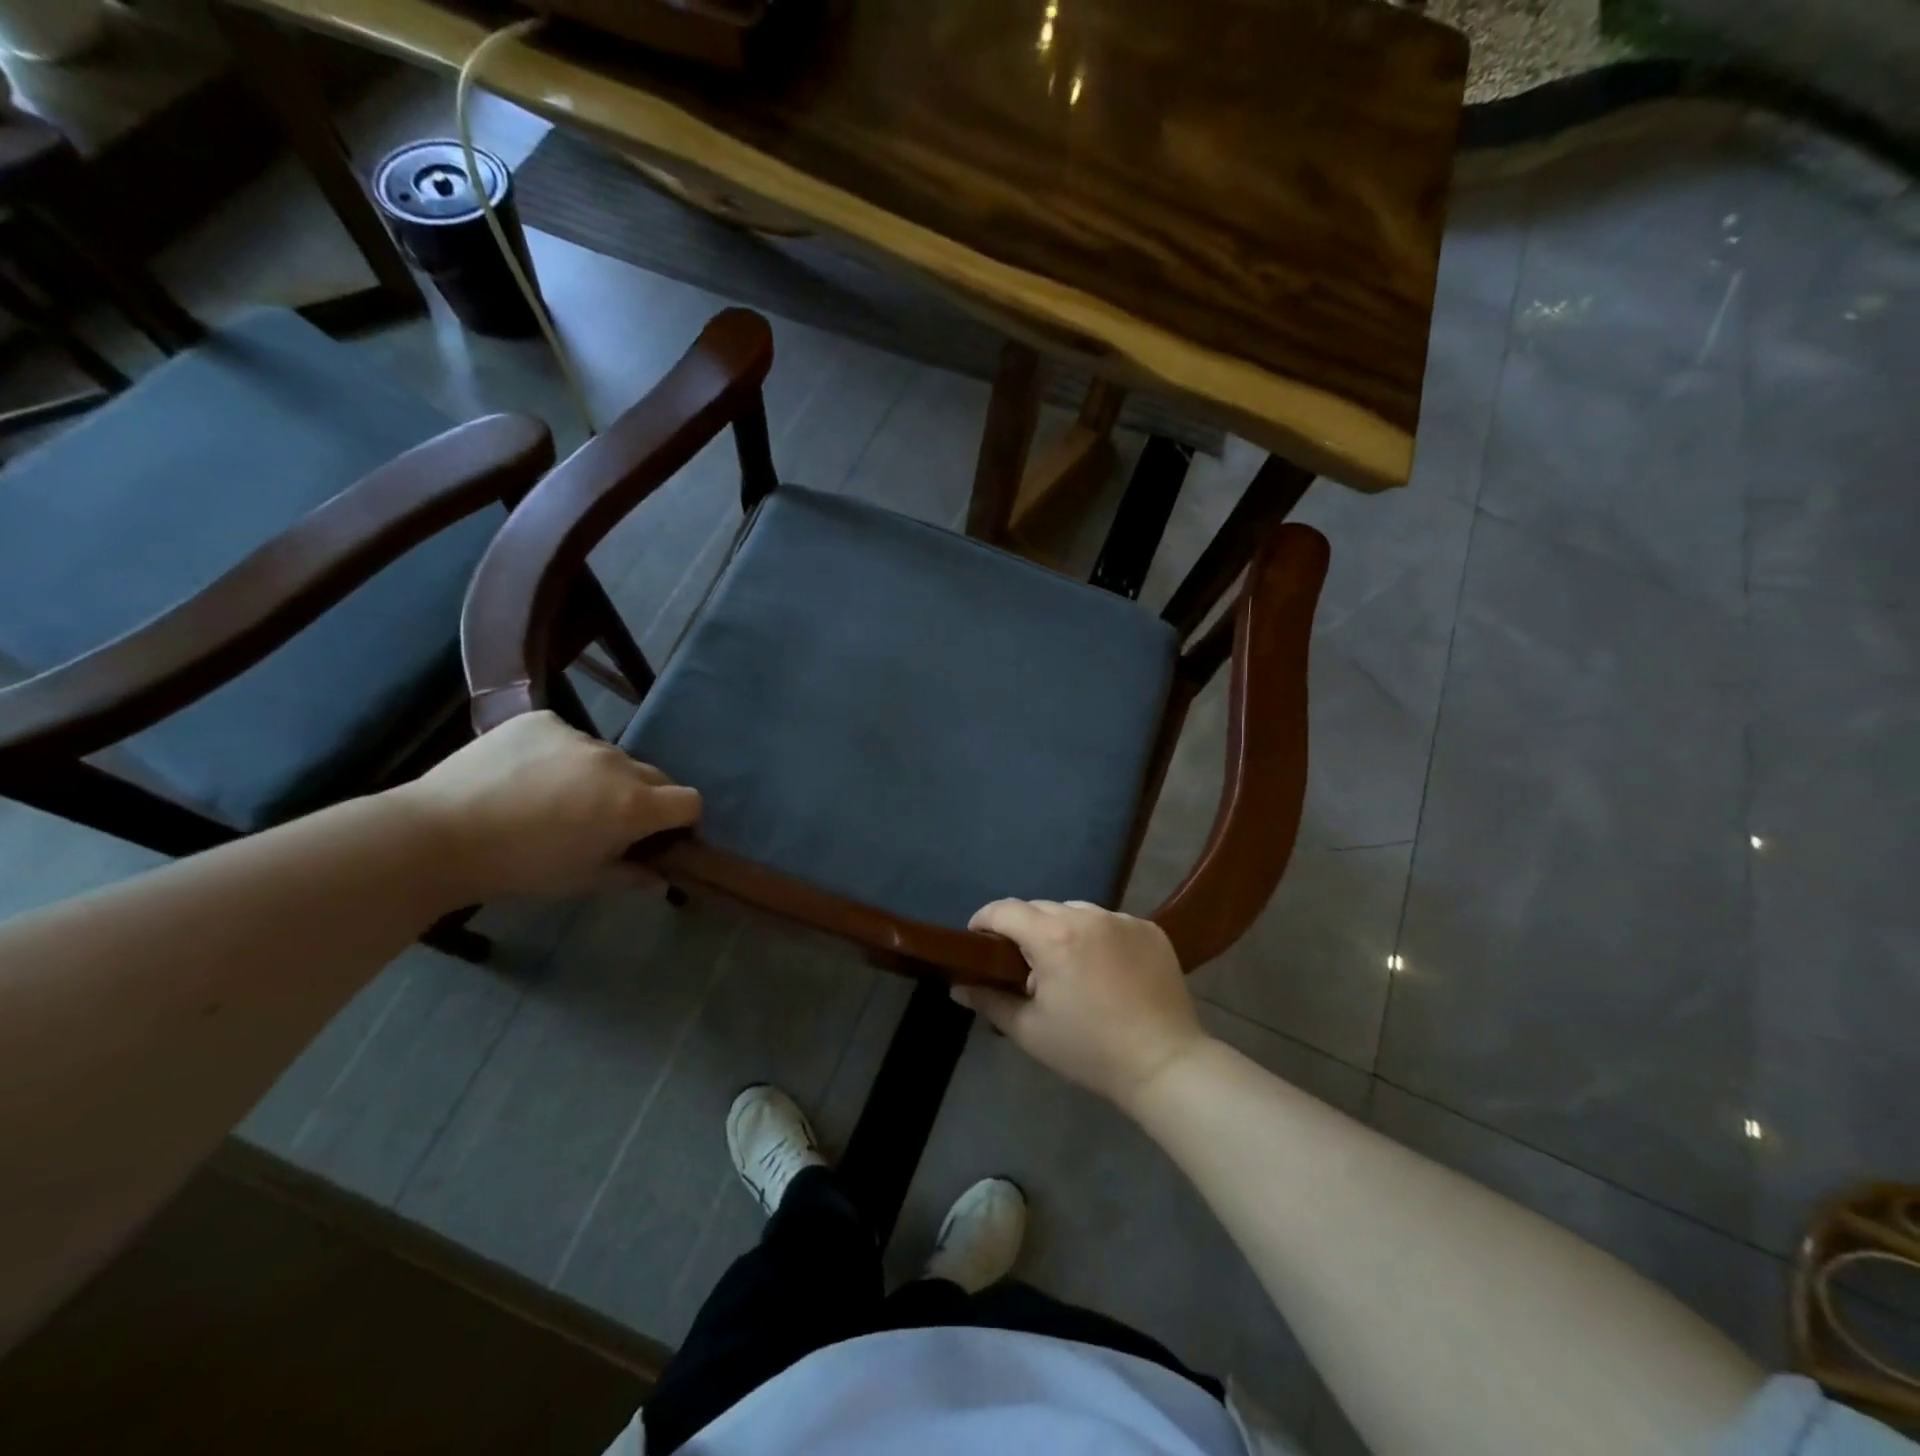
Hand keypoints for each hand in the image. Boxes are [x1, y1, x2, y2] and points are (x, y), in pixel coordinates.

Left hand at [393, 711, 700, 900]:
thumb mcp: (582, 881)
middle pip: (654, 776)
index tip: (661, 836)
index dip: (682, 820)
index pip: (689, 801)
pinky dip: (561, 755)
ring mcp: (579, 736)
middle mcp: (617, 763)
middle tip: (605, 821)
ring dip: (600, 776)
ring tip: (556, 798)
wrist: (438, 834)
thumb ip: (631, 876)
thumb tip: (662, 881)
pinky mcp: (544, 720)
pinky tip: (527, 775)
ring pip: (609, 757)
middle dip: (643, 798)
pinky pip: (569, 737)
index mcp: (633, 805)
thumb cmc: (520, 867)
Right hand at [956, 900, 1208, 1112]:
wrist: (1164, 1063)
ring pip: (1076, 912)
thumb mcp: (1030, 1030)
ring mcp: (1123, 919)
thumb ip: (989, 1000)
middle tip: (1022, 964)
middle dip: (1024, 929)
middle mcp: (1087, 915)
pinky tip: (1104, 968)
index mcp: (1053, 936)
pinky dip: (1098, 936)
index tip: (977, 941)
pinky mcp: (1150, 929)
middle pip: (1041, 908)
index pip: (1005, 910)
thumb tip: (958, 986)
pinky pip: (1110, 922)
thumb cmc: (1089, 1050)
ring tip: (1066, 965)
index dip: (984, 921)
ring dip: (1062, 930)